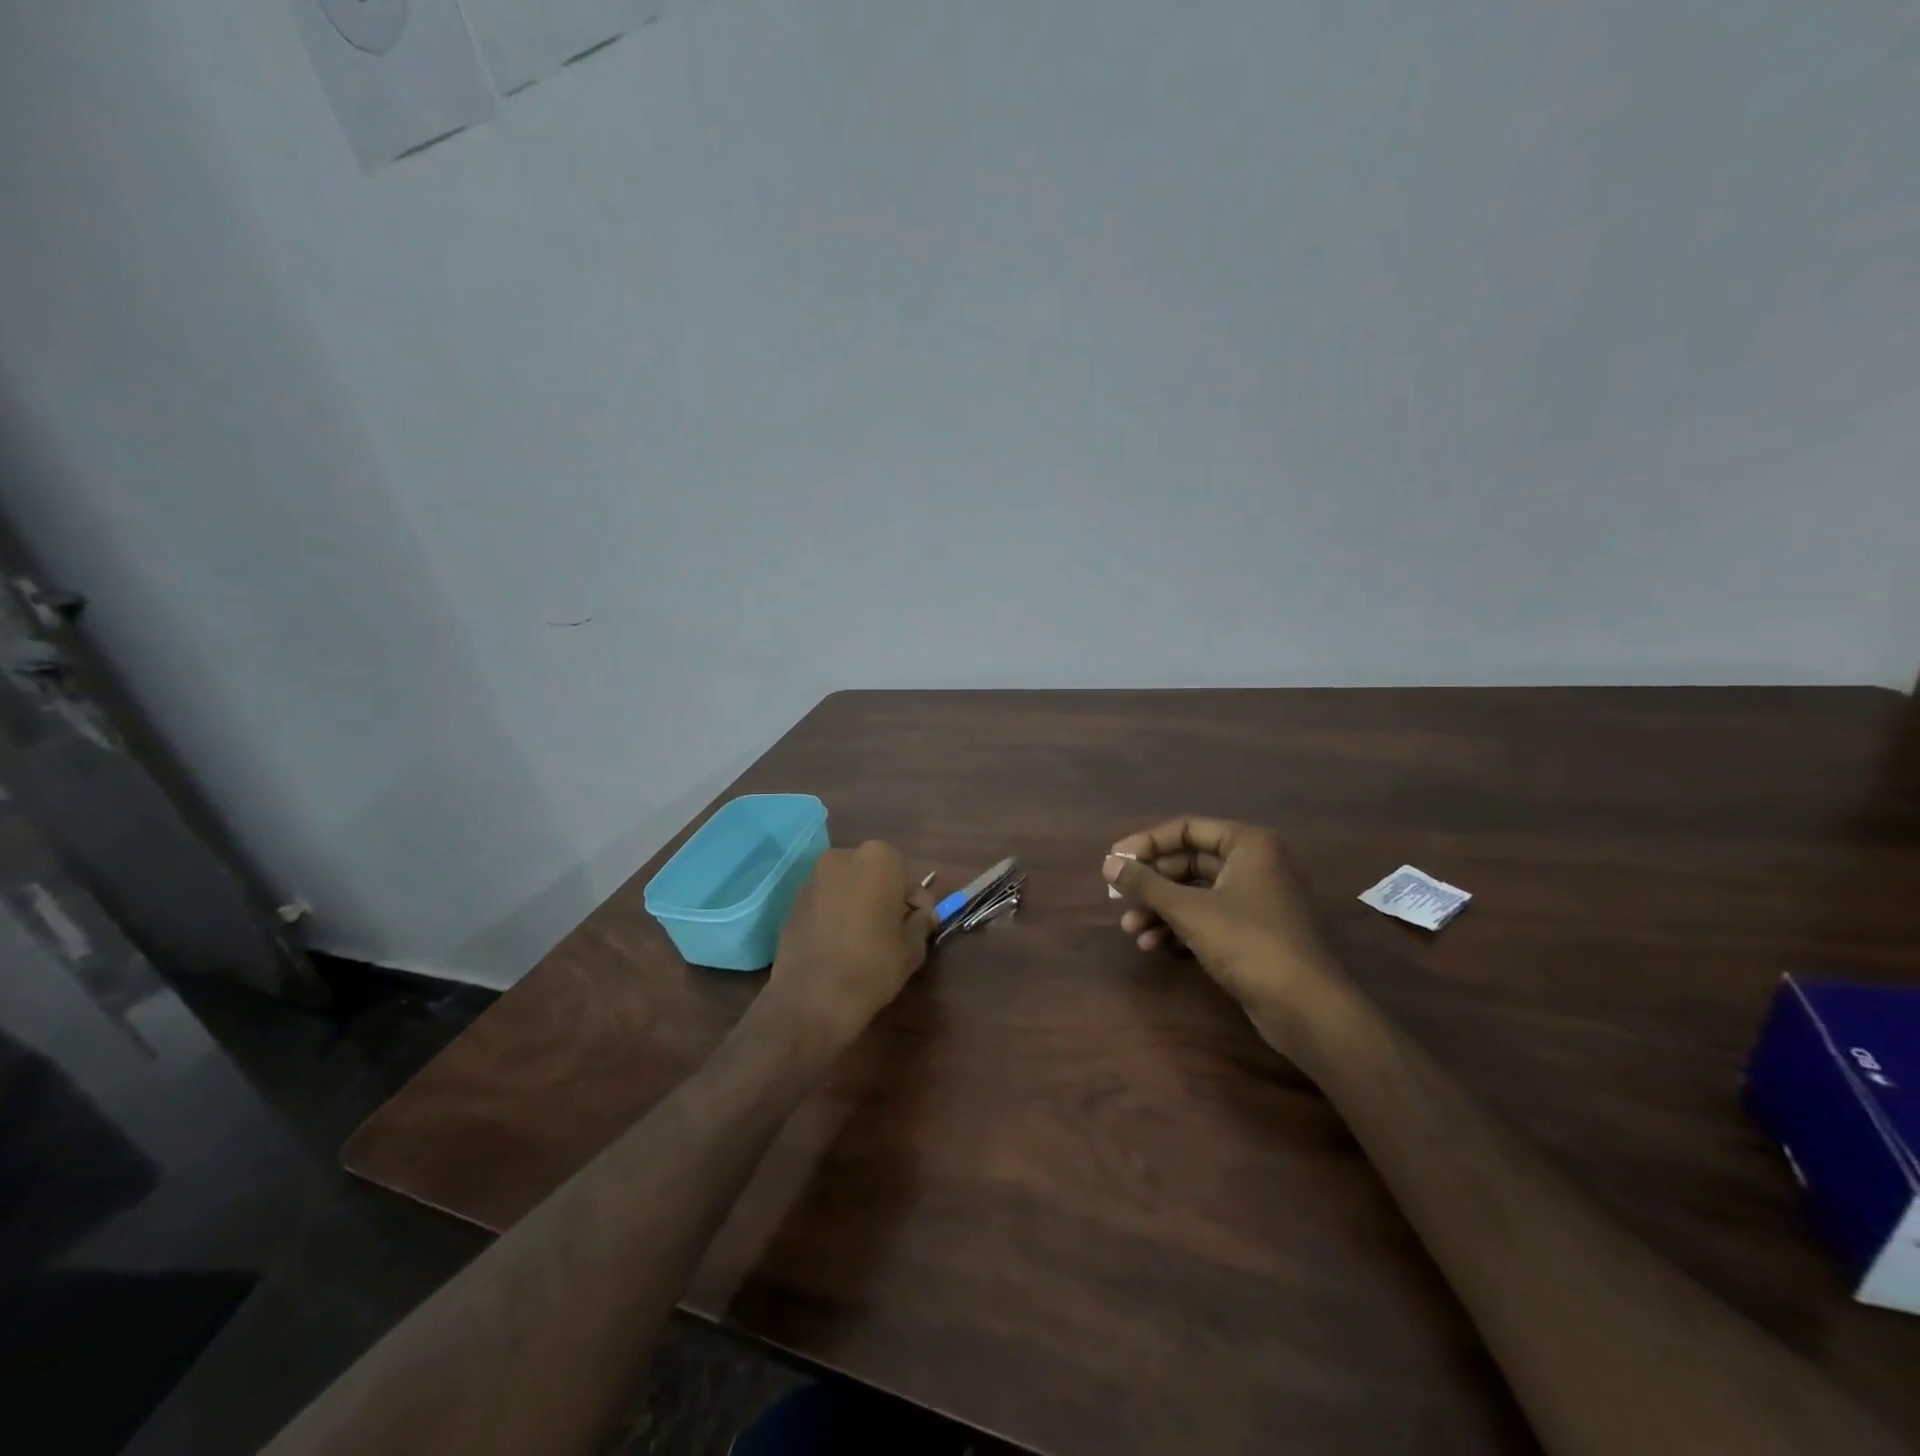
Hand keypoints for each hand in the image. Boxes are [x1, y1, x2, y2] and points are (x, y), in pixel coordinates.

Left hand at [768, 841, 935, 1043]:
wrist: (811, 998)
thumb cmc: (872, 965)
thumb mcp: (912, 947)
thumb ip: (921, 922)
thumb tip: (921, 915)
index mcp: (878, 859)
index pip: (907, 874)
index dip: (917, 901)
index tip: (921, 923)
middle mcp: (843, 857)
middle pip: (874, 873)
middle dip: (886, 895)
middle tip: (894, 927)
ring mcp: (813, 877)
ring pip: (847, 885)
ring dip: (859, 902)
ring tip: (865, 937)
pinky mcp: (793, 901)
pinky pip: (825, 900)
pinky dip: (836, 913)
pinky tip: (840, 942)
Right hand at [1103, 819, 1343, 1013]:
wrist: (1305, 1008)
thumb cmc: (1247, 942)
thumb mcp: (1188, 910)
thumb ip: (1145, 883)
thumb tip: (1108, 862)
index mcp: (1249, 844)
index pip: (1186, 829)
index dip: (1146, 843)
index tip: (1115, 861)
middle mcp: (1256, 864)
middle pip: (1189, 863)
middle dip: (1152, 884)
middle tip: (1118, 899)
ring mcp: (1258, 900)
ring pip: (1196, 894)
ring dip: (1161, 910)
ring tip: (1132, 931)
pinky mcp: (1255, 933)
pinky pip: (1209, 918)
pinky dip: (1181, 928)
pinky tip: (1155, 947)